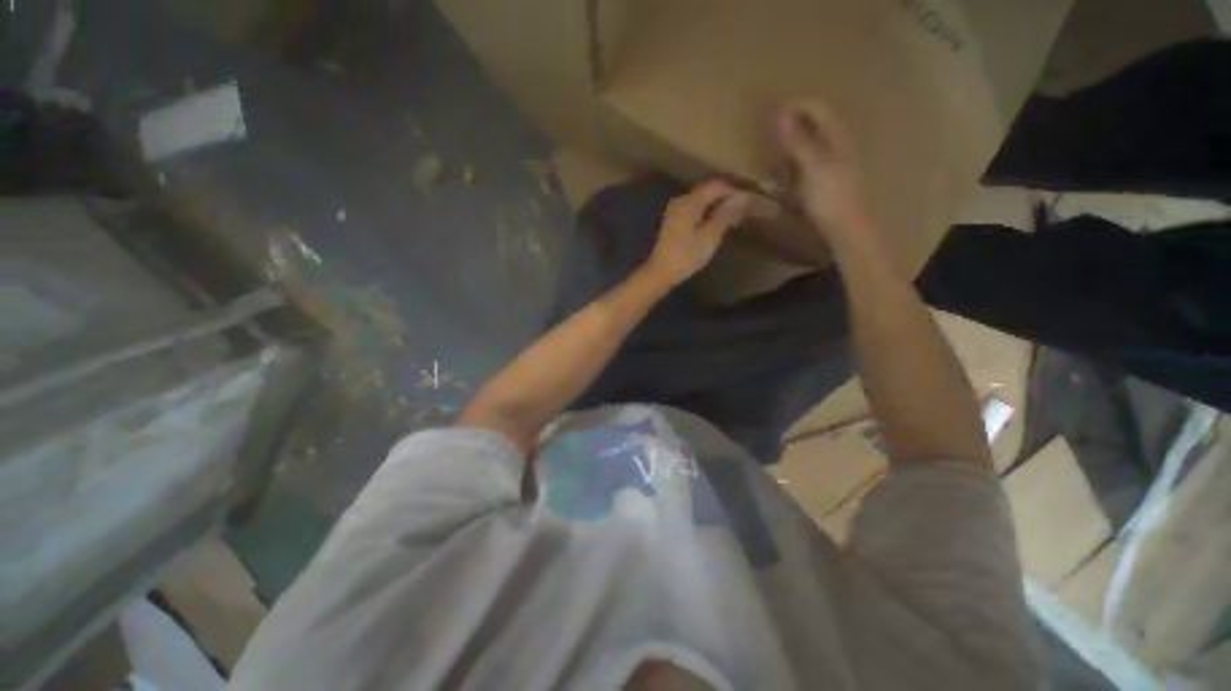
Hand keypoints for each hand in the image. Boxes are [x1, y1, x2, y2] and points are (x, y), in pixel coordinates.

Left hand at [644, 180, 749, 285]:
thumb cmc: (686, 256)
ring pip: (700, 201)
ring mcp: (674, 211)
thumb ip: (725, 215)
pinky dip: (706, 214)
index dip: (734, 190)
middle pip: (707, 191)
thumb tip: (743, 197)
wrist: (660, 273)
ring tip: (732, 217)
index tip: (750, 200)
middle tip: (743, 209)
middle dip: (726, 198)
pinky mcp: (673, 222)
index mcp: (690, 201)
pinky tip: (715, 224)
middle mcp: (680, 201)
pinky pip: (694, 210)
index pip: (716, 185)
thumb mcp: (710, 237)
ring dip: (716, 206)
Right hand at [774, 102, 868, 233]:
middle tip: (767, 129)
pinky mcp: (824, 176)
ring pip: (810, 139)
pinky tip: (783, 168)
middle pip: (813, 120)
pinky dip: (793, 157)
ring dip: (791, 139)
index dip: (793, 104)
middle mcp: (836, 141)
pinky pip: (807, 157)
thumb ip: (797, 139)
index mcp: (836, 134)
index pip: (816, 106)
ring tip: (771, 147)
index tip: (768, 112)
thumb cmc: (829, 195)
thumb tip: (780, 112)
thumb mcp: (811, 165)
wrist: (844, 226)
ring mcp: (831, 159)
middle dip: (791, 120)